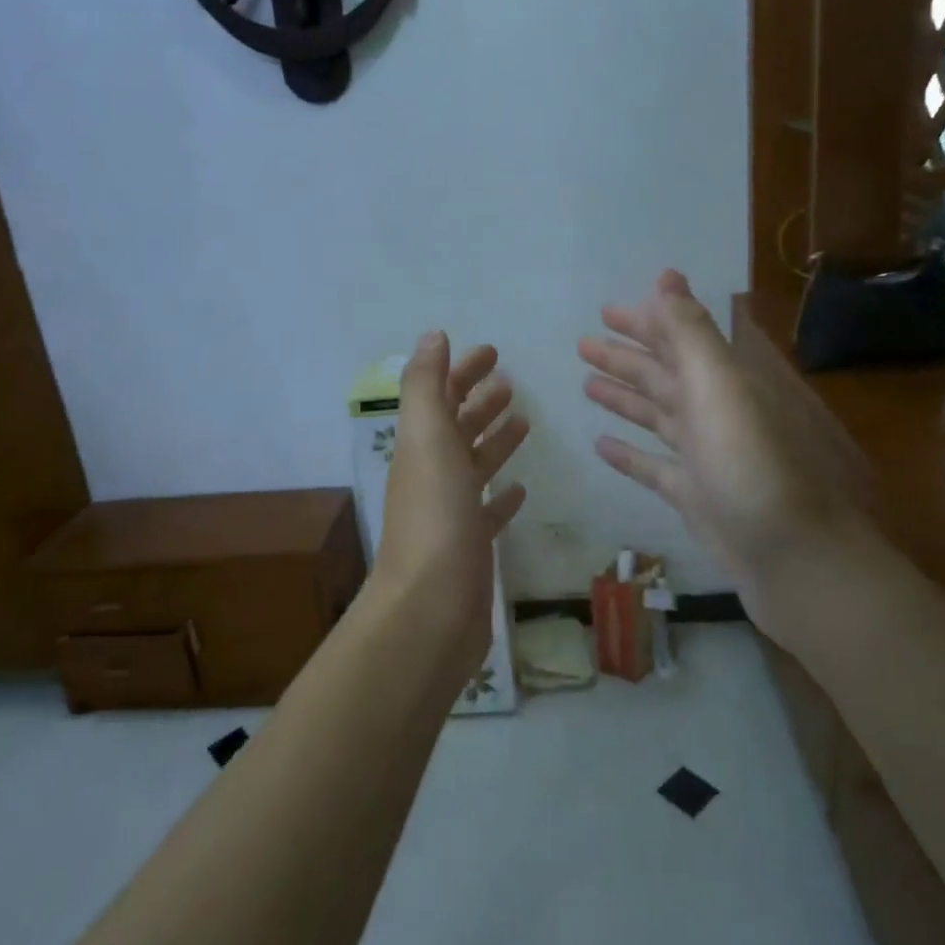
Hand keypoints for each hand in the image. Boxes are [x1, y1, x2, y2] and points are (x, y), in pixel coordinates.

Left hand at [373, 334, 529, 674]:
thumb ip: (427, 385)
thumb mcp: (427, 438)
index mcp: (421, 447)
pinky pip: (488, 511)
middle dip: (479, 400)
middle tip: (511, 381)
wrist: (431, 608)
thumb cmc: (435, 516)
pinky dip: (501, 494)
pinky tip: (520, 488)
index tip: (493, 351)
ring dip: (494, 440)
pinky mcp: (471, 547)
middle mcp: (432, 475)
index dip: (462, 371)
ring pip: (474, 465)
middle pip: (457, 427)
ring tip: (523, 420)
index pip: (442, 396)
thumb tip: (432, 336)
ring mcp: (451, 513)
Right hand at [580, 271, 871, 591]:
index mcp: (721, 381)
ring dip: (622, 398)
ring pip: (655, 415)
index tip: (606, 310)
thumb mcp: (719, 388)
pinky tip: (600, 445)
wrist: (790, 555)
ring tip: (586, 384)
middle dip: (624, 357)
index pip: (676, 339)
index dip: (644, 322)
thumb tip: (666, 276)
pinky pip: (652, 465)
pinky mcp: (693, 494)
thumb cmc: (750, 464)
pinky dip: (628, 454)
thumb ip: (690, 334)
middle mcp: (713, 412)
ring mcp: (703, 455)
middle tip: (583, 344)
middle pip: (661, 375)